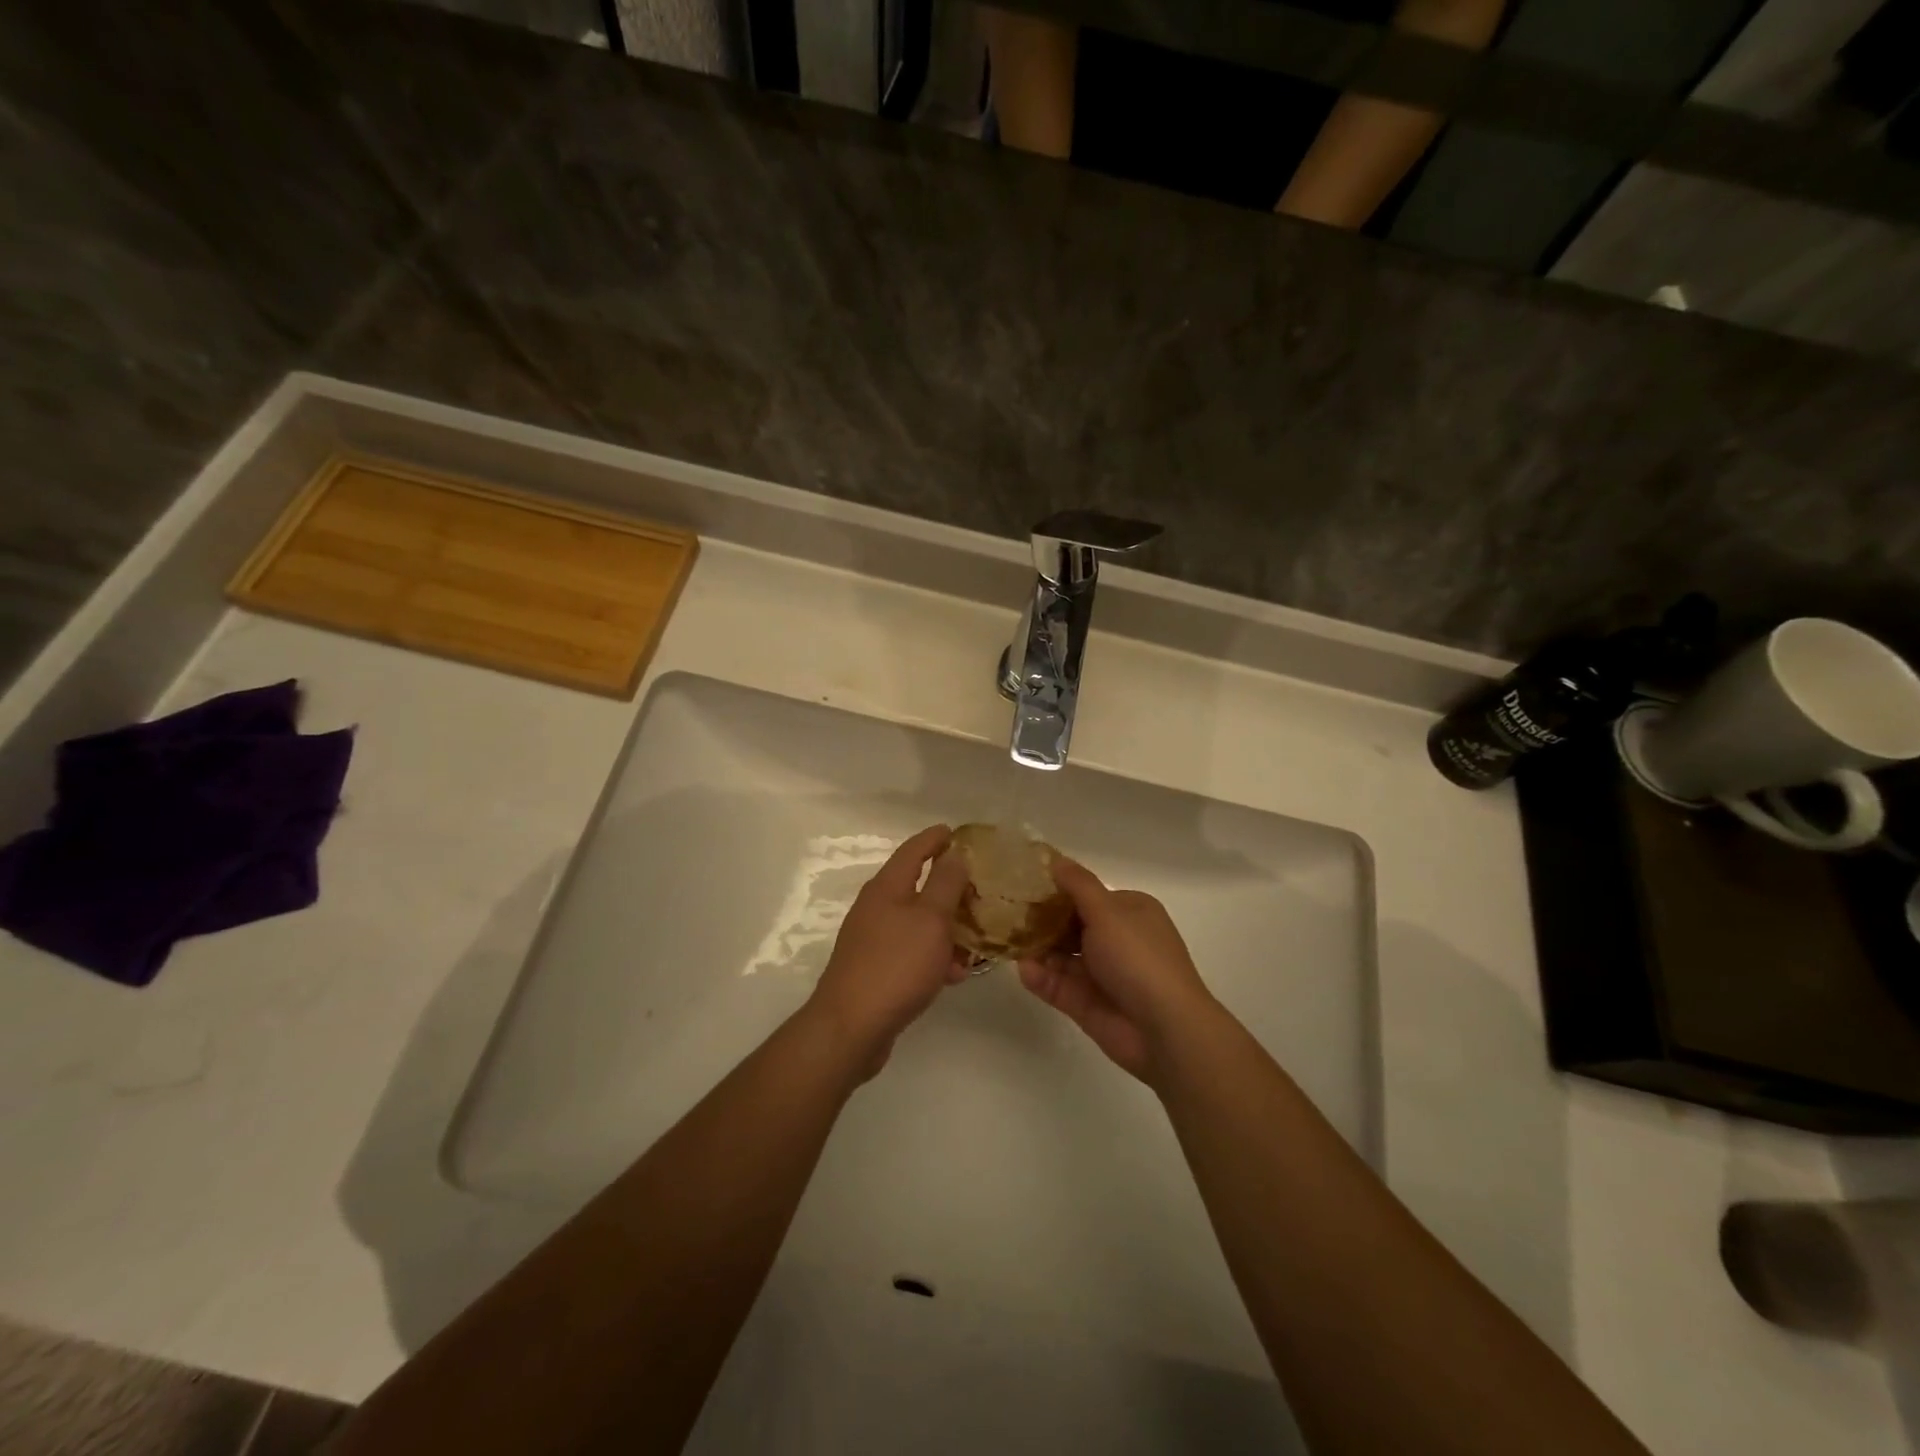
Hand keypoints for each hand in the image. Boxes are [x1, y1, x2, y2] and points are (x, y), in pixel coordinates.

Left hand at [806, 824, 970, 1075]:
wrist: (851, 1027)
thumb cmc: (896, 965)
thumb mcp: (930, 919)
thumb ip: (945, 884)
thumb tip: (953, 854)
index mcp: (887, 887)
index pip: (913, 850)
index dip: (934, 838)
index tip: (956, 831)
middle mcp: (876, 907)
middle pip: (916, 886)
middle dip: (949, 886)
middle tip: (979, 888)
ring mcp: (873, 939)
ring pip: (918, 922)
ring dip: (947, 926)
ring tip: (977, 938)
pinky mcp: (876, 968)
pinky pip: (912, 951)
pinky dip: (934, 955)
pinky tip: (955, 974)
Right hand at [1017, 857, 1215, 1084]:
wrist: (1164, 1028)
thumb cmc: (1138, 958)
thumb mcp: (1107, 911)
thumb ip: (1078, 885)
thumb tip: (1056, 859)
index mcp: (1129, 912)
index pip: (1088, 896)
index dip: (1058, 891)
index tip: (1025, 885)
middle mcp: (1117, 940)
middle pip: (1071, 926)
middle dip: (1041, 921)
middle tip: (1006, 913)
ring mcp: (1102, 974)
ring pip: (1061, 957)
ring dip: (1037, 949)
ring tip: (1006, 941)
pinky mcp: (1087, 1004)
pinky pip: (1058, 985)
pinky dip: (1041, 977)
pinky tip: (1023, 969)